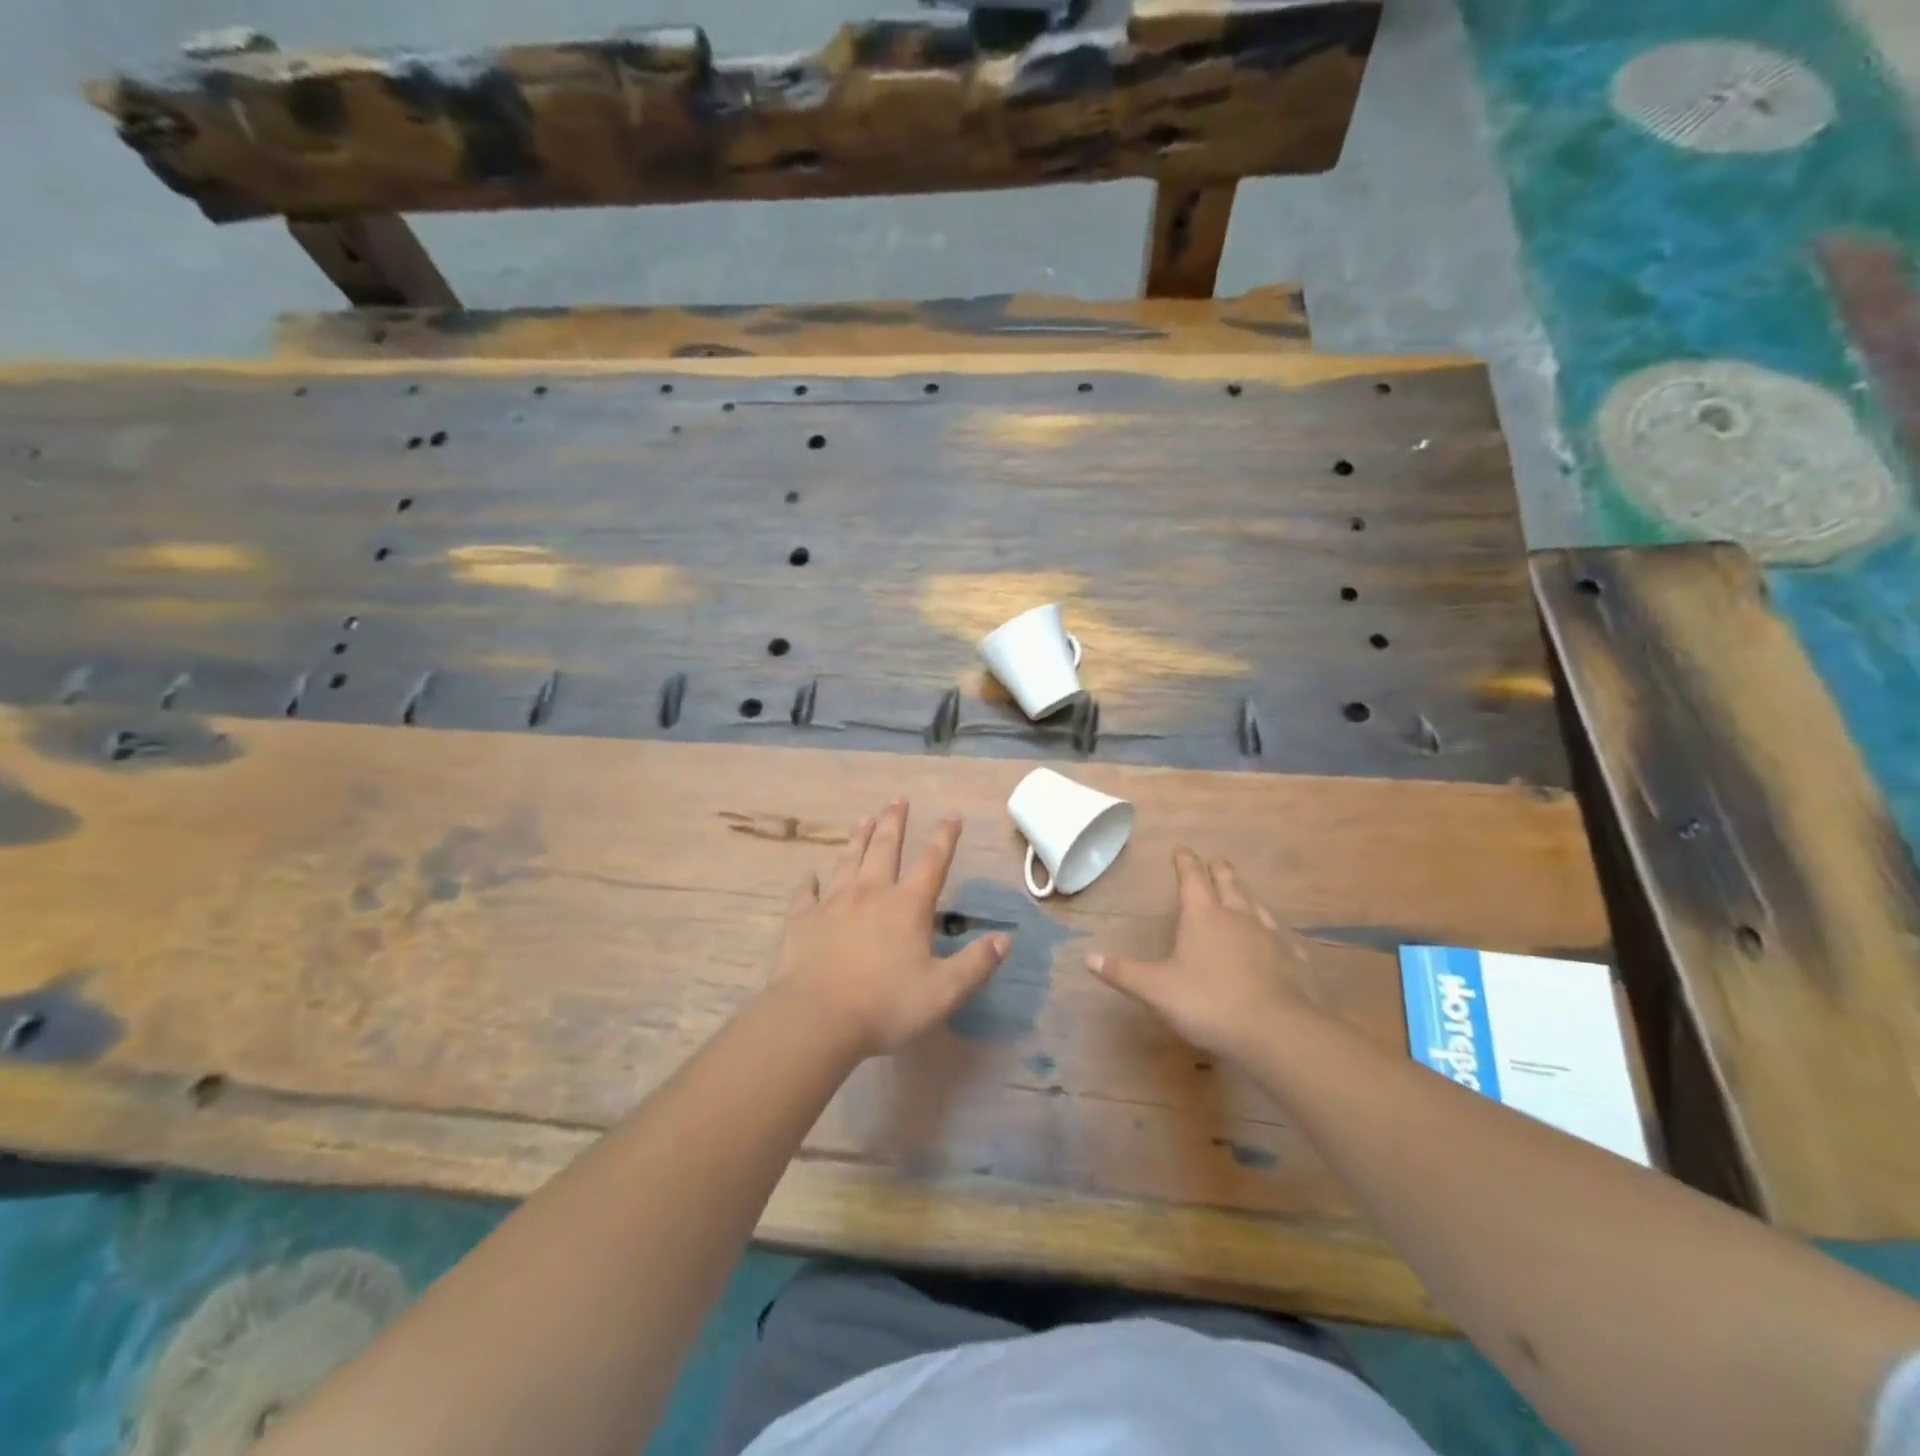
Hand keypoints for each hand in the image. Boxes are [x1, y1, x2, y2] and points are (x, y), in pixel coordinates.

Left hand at [770, 800, 1009, 1058]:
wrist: (815, 1018)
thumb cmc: (885, 1005)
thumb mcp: (944, 992)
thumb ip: (976, 964)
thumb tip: (1005, 939)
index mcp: (907, 905)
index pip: (932, 862)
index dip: (944, 837)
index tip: (951, 816)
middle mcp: (871, 892)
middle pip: (885, 847)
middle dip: (895, 821)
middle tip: (898, 798)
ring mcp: (833, 902)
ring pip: (849, 860)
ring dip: (859, 838)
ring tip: (865, 818)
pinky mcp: (803, 919)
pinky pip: (807, 894)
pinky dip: (811, 883)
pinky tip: (811, 877)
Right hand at [1086, 847, 1316, 1061]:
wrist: (1274, 1031)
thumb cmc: (1208, 1003)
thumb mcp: (1156, 989)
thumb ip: (1123, 972)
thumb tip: (1088, 957)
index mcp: (1202, 916)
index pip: (1192, 877)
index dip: (1185, 862)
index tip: (1181, 850)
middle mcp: (1237, 916)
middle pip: (1228, 882)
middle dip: (1218, 870)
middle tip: (1213, 863)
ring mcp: (1269, 936)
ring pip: (1256, 904)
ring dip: (1245, 896)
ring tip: (1241, 896)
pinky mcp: (1292, 959)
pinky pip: (1281, 937)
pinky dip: (1273, 933)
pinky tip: (1276, 941)